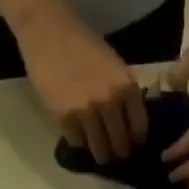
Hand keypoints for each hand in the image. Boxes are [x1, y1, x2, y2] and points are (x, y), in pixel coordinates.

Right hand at [13, 2, 148, 163]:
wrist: (49, 32)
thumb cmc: (83, 45)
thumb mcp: (115, 66)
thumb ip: (125, 93)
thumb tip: (131, 122)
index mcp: (127, 87)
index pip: (139, 128)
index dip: (136, 141)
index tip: (131, 146)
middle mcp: (111, 102)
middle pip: (120, 143)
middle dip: (118, 153)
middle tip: (114, 155)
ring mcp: (87, 111)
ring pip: (99, 148)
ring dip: (100, 155)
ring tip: (99, 155)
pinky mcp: (64, 117)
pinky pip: (76, 142)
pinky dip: (78, 143)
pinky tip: (79, 137)